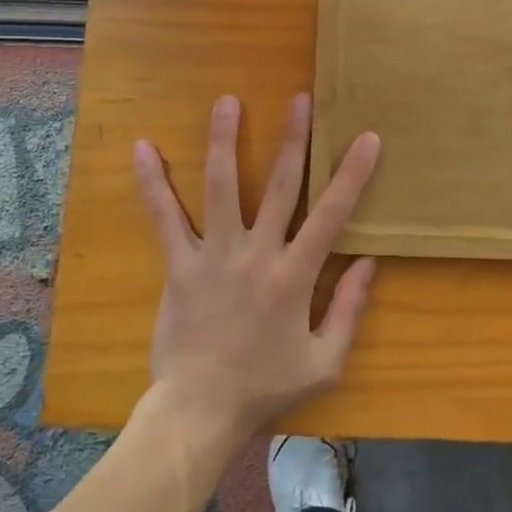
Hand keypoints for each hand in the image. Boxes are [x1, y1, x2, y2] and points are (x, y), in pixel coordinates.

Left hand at [134, 93, 380, 445]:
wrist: (200, 412)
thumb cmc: (266, 387)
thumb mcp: (325, 361)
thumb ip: (349, 309)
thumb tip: (369, 261)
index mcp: (294, 276)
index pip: (331, 215)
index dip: (352, 174)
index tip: (367, 137)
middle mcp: (256, 254)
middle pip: (278, 186)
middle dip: (294, 140)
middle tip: (301, 99)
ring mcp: (213, 255)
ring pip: (220, 187)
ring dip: (224, 141)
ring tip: (227, 101)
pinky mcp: (179, 265)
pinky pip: (164, 218)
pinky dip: (153, 183)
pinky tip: (142, 148)